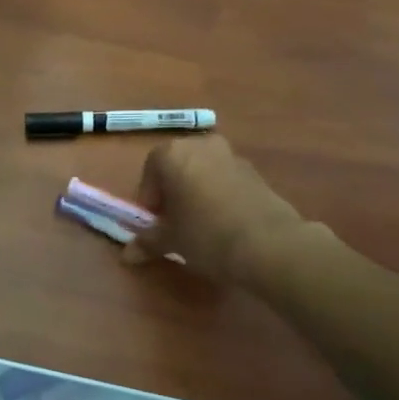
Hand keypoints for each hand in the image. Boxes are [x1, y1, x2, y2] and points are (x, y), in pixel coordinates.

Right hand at [122, 134, 312, 285]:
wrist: (270, 244)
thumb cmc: (206, 235)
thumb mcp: (171, 240)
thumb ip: (147, 241)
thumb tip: (128, 255)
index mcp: (172, 154)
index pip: (149, 172)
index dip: (149, 200)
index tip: (155, 223)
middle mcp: (200, 144)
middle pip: (176, 166)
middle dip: (172, 192)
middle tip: (174, 222)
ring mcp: (231, 154)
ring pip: (202, 171)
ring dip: (196, 191)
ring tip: (201, 224)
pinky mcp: (255, 170)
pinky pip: (225, 179)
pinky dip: (219, 194)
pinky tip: (224, 223)